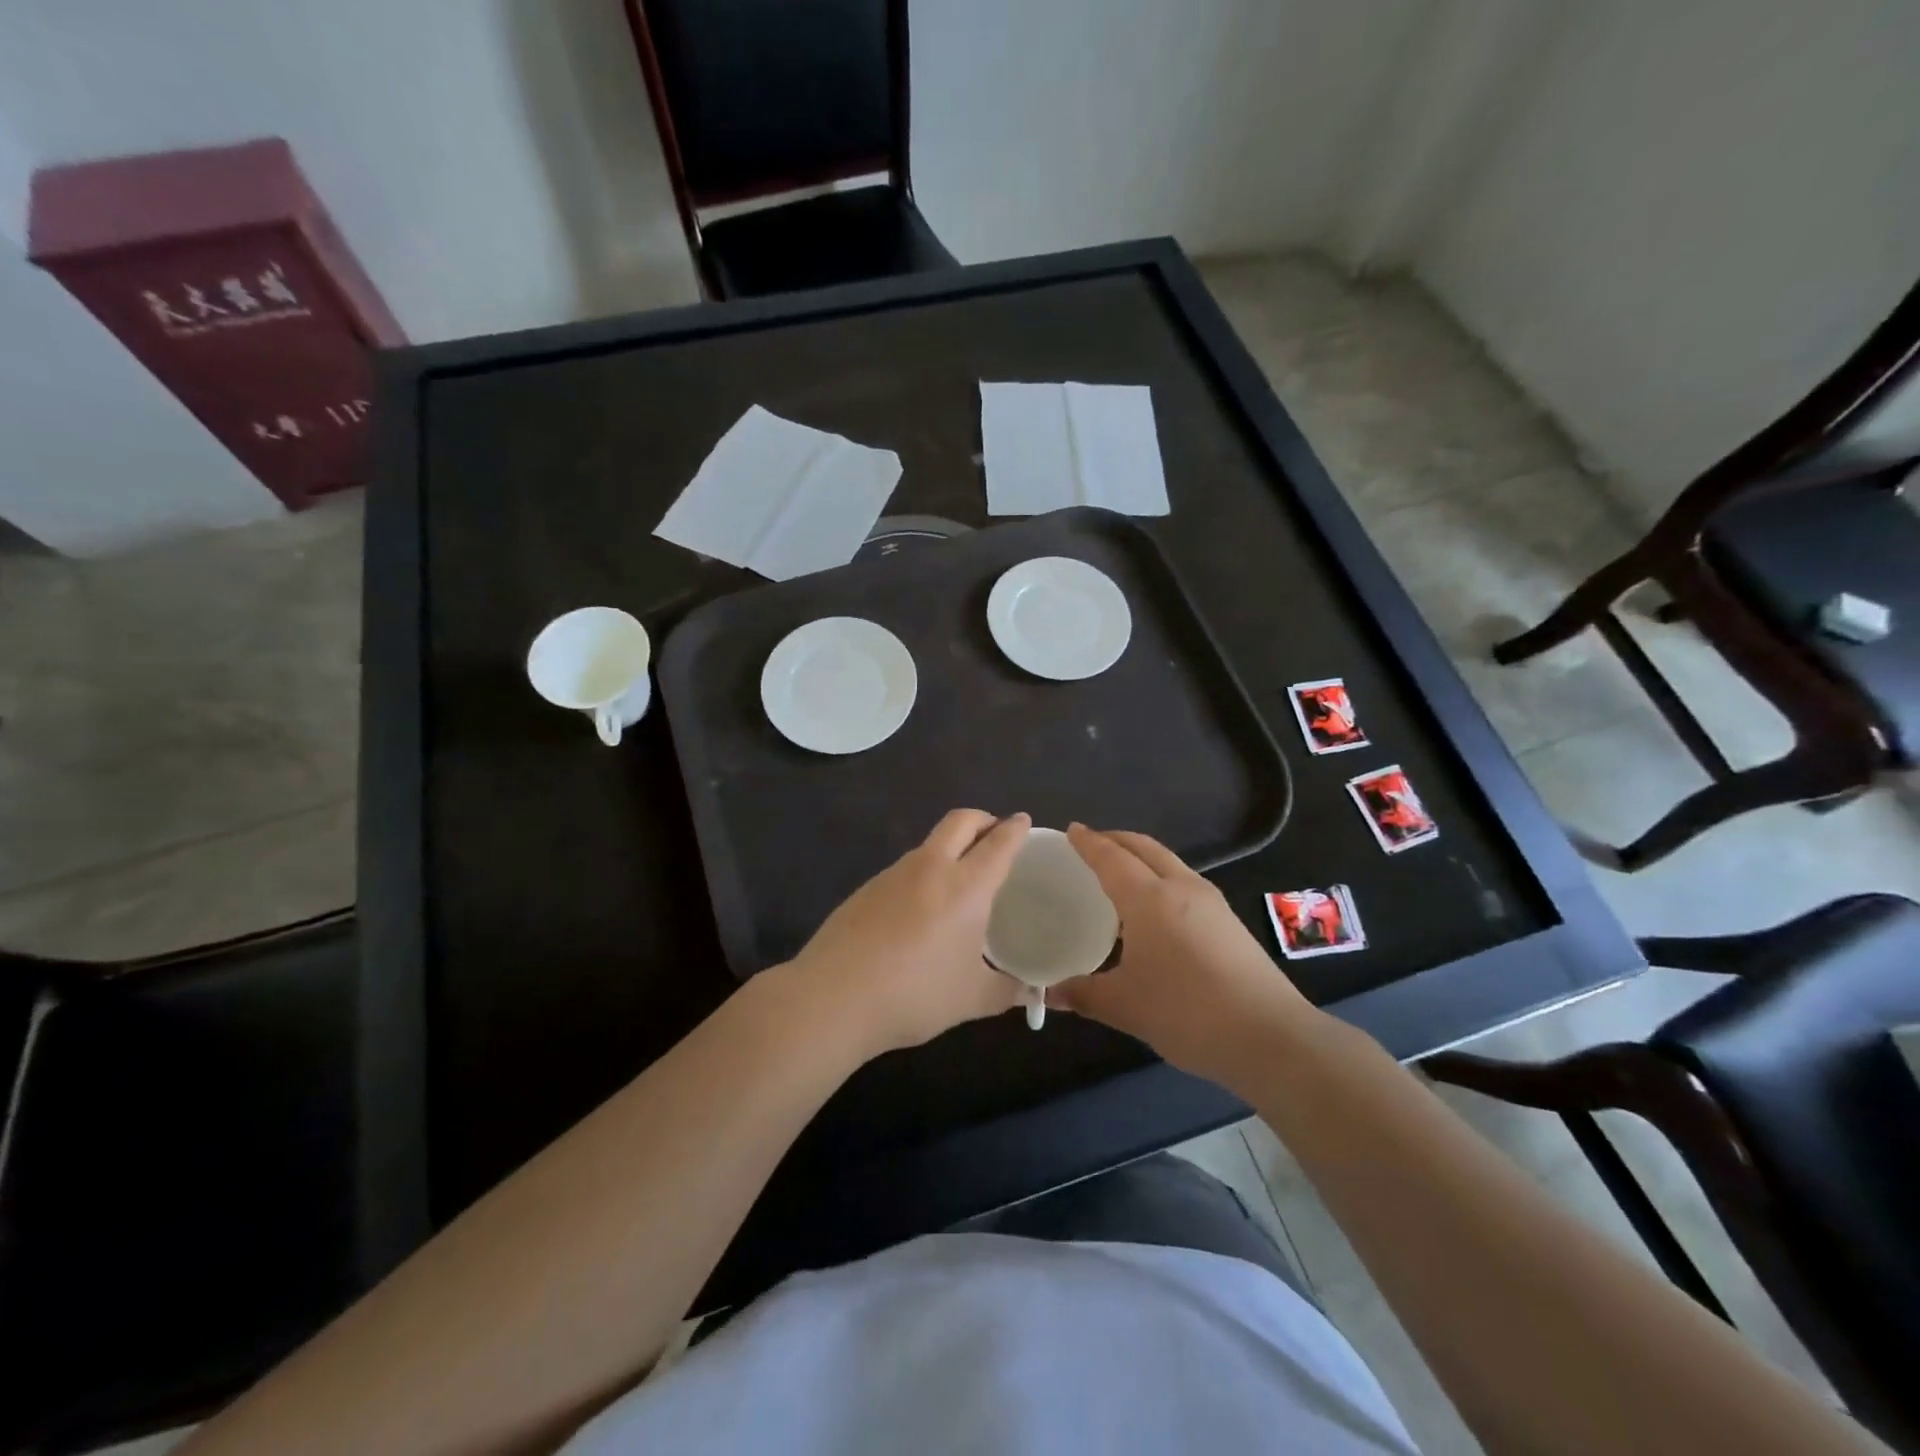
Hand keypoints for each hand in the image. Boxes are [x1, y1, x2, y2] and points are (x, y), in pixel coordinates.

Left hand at [783, 809, 1029, 1057]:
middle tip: (995, 836)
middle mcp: (930, 868)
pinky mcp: (865, 889)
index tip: (1023, 821)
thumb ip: (1006, 991)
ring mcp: (892, 874)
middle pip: (960, 821)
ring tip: (960, 879)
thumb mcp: (971, 999)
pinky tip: (921, 910)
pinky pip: (904, 869)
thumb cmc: (914, 994)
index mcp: (965, 886)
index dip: (1015, 829)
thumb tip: (1029, 992)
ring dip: (950, 847)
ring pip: (929, 844)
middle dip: (983, 819)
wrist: (832, 998)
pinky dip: (923, 873)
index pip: (998, 843)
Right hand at [1045, 825, 1320, 1085]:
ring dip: (1140, 857)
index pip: (1111, 858)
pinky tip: (1153, 909)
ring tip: (1118, 873)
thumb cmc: (1186, 1012)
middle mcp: (1181, 888)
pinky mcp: (1228, 922)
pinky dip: (1159, 878)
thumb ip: (1084, 994)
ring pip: (1168, 863)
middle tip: (1091, 843)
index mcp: (1149, 898)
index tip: (1072, 829)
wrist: (1269, 1036)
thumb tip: (1050, 994)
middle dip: (1116, 839)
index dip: (1089, 843)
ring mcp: (1211, 903)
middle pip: (1144, 848)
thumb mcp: (1125, 1006)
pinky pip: (1184, 882)